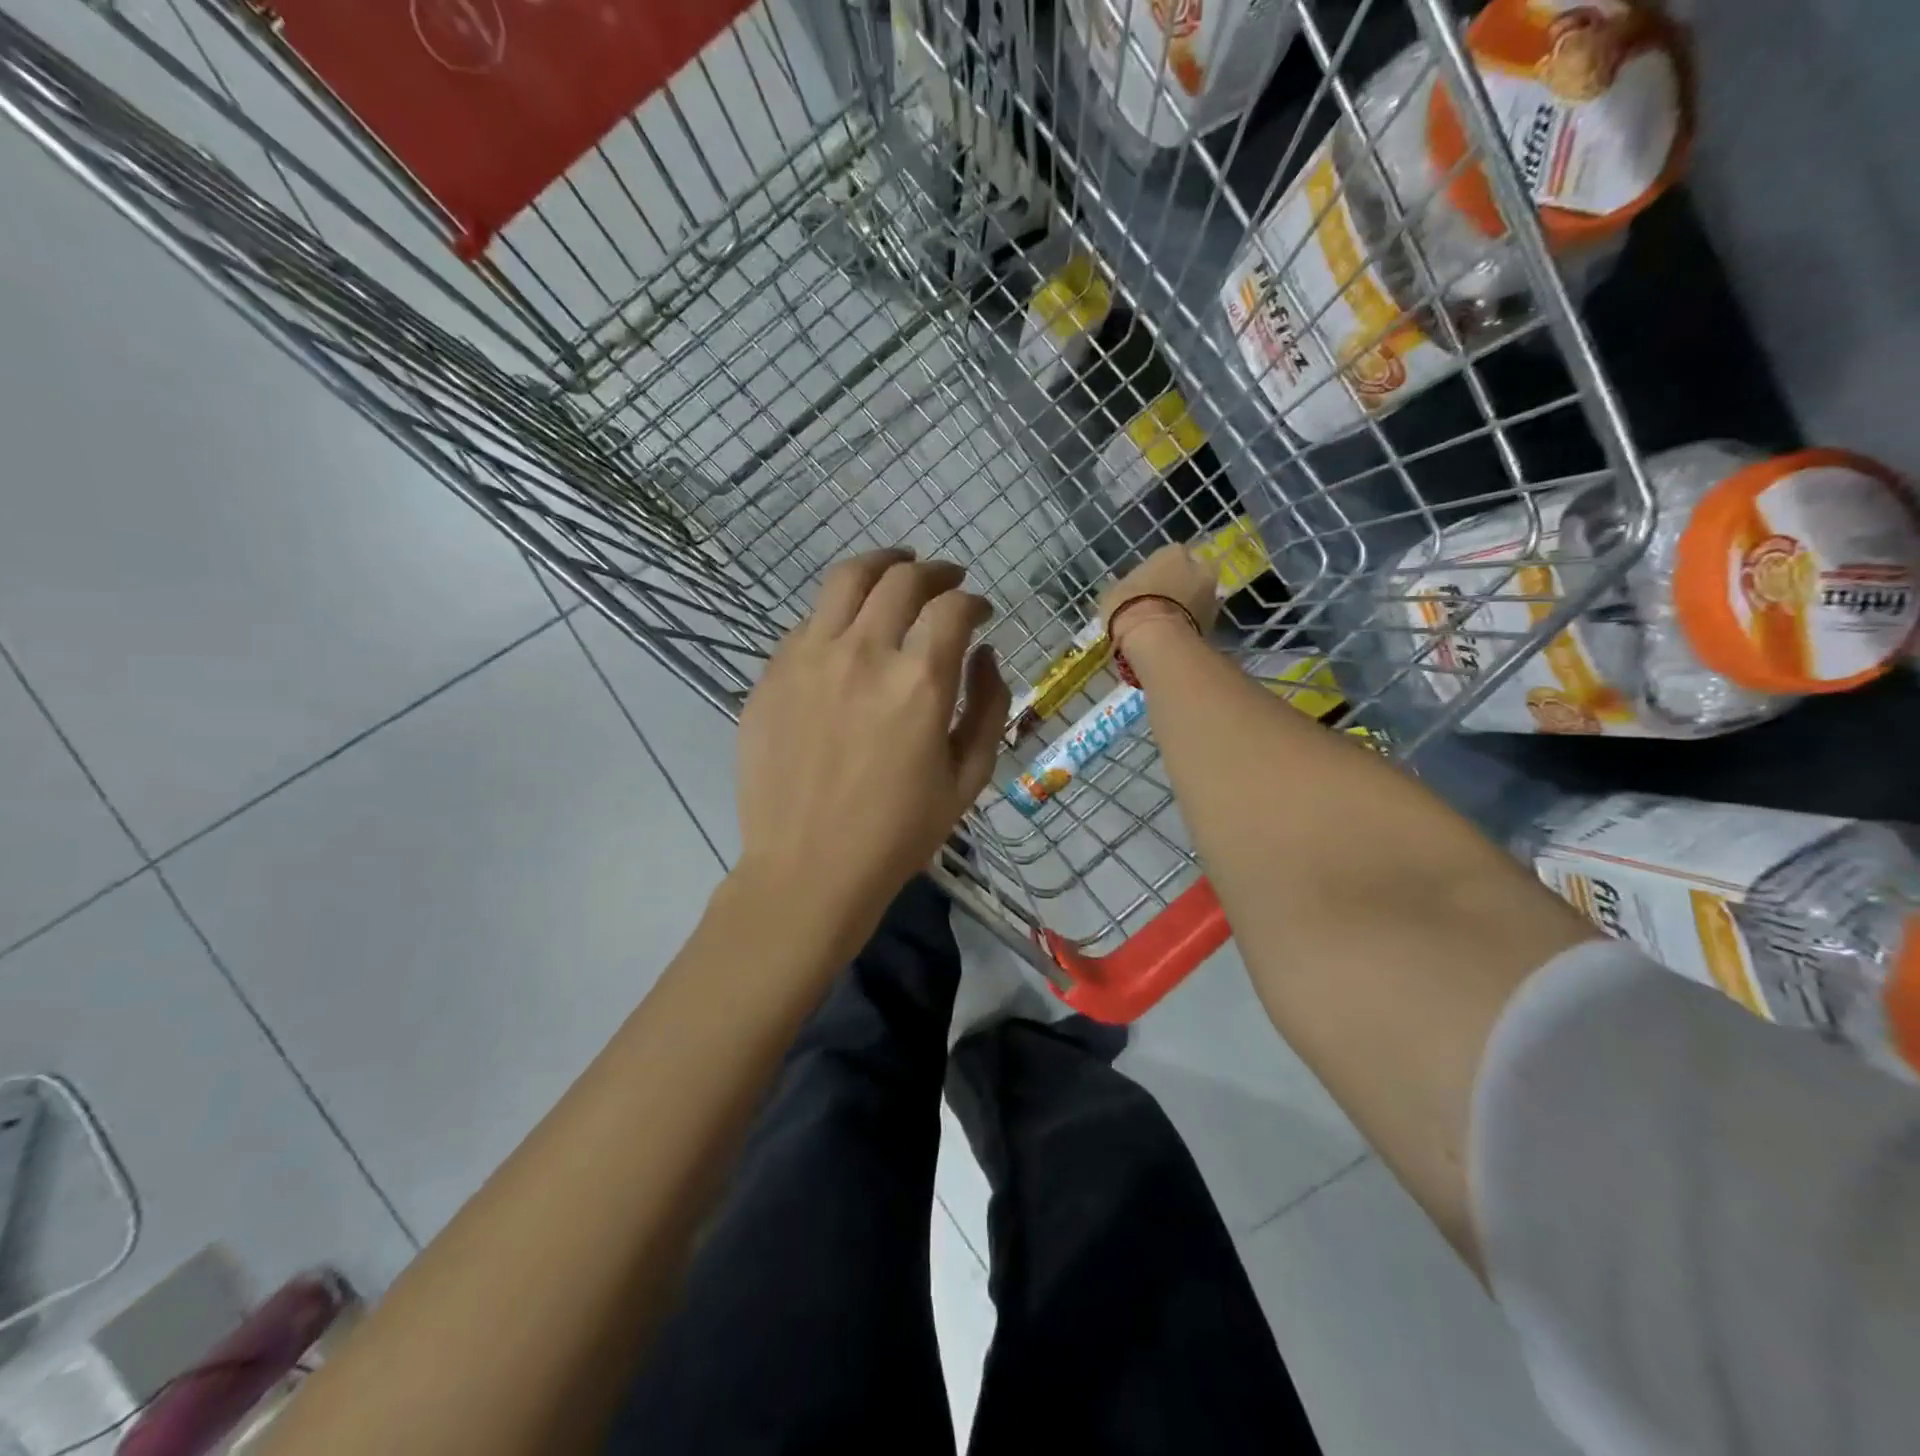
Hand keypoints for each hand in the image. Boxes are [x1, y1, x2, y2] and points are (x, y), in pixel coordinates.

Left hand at [735, 548, 1010, 926]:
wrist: (808, 868)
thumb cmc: (898, 834)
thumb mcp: (968, 778)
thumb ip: (989, 707)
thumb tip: (985, 655)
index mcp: (918, 683)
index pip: (952, 607)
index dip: (973, 600)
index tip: (979, 611)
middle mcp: (863, 654)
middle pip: (901, 579)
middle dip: (933, 571)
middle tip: (946, 579)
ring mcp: (809, 658)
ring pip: (846, 580)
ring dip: (881, 566)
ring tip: (896, 568)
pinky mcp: (772, 673)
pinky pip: (809, 621)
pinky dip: (838, 612)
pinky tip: (848, 630)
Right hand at [1099, 543, 1219, 645]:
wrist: (1153, 638)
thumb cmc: (1129, 605)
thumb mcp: (1114, 591)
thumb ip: (1127, 587)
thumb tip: (1126, 592)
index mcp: (1173, 552)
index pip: (1170, 555)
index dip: (1160, 570)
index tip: (1148, 584)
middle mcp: (1199, 567)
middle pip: (1191, 574)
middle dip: (1180, 586)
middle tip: (1161, 602)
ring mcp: (1211, 596)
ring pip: (1198, 598)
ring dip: (1187, 606)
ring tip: (1165, 624)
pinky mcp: (1214, 624)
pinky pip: (1198, 620)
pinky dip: (1189, 625)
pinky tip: (1171, 637)